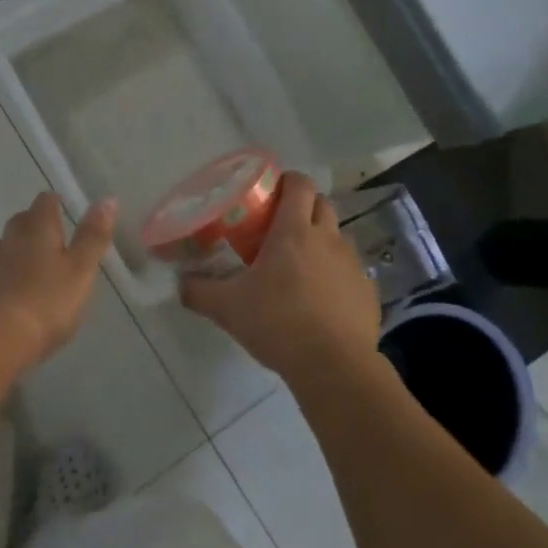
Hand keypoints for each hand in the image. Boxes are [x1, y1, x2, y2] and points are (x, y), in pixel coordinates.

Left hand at [0, 192, 116, 367]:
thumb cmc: (48, 300)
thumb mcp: (81, 269)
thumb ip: (93, 236)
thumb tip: (107, 198)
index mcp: (37, 229)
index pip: (44, 203)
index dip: (54, 203)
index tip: (64, 207)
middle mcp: (10, 239)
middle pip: (20, 220)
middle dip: (34, 222)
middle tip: (52, 234)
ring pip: (3, 244)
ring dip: (16, 246)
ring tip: (31, 259)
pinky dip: (5, 272)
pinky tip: (13, 285)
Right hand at [181, 172, 380, 380]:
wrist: (333, 366)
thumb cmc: (277, 324)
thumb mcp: (226, 308)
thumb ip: (198, 291)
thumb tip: (180, 282)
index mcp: (294, 232)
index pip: (299, 184)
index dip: (287, 181)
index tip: (270, 192)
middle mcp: (328, 239)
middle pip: (322, 204)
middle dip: (304, 208)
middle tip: (280, 228)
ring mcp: (352, 264)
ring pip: (338, 238)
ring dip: (321, 242)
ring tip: (300, 267)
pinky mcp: (367, 291)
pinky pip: (350, 272)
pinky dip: (336, 276)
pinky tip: (321, 301)